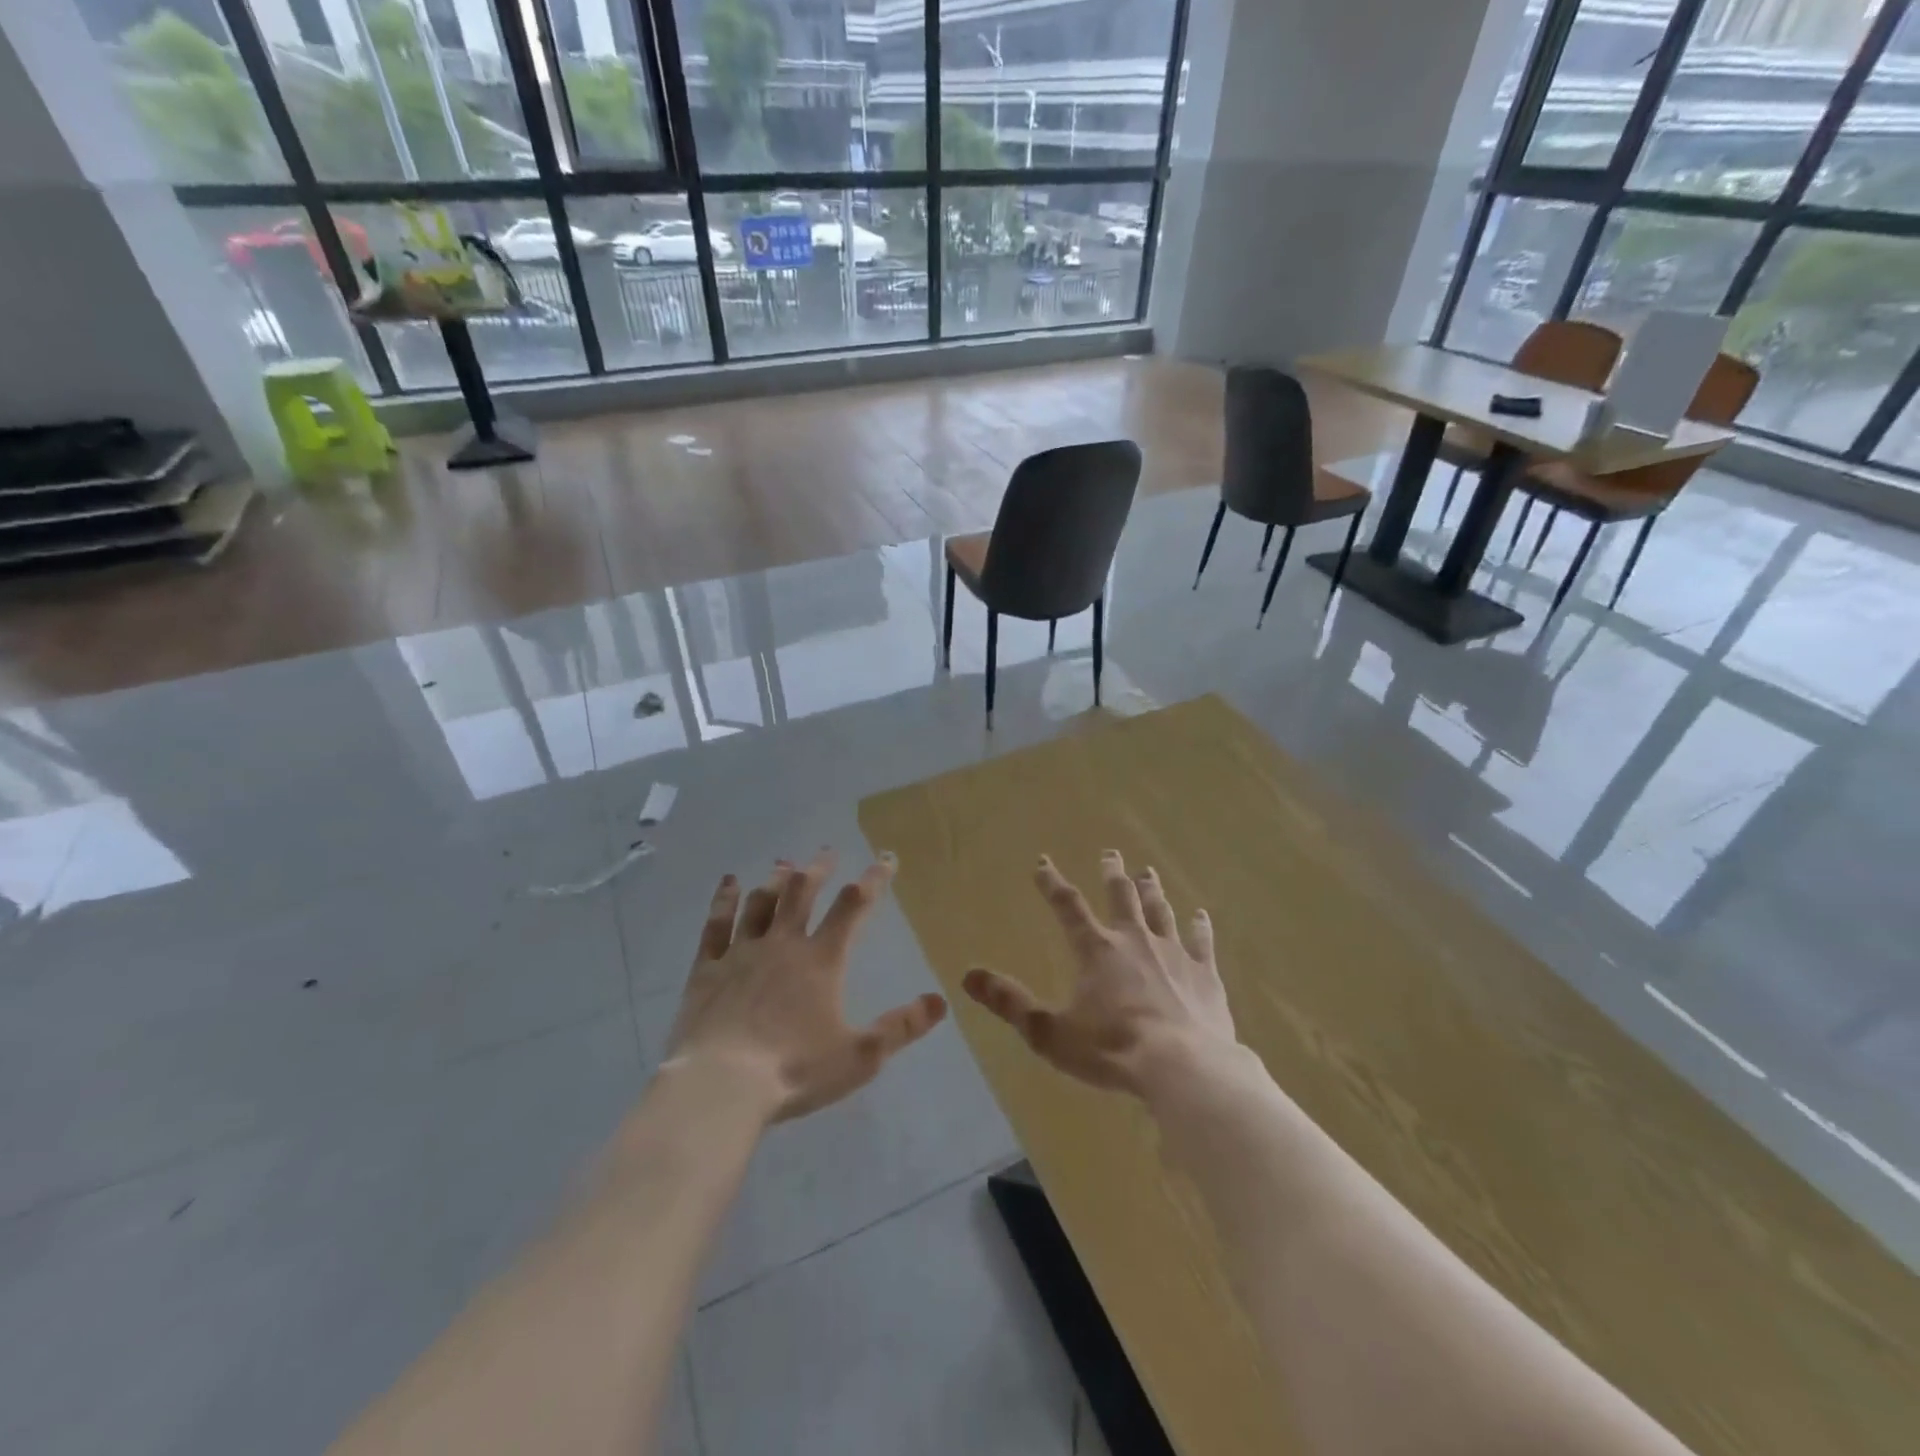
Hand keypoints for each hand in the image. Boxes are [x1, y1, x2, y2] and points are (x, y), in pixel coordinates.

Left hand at [665, 850, 948, 1122]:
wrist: (720, 1085)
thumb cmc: (795, 1070)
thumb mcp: (860, 1056)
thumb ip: (901, 1027)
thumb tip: (940, 1000)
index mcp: (821, 960)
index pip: (853, 907)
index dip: (873, 879)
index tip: (886, 858)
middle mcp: (782, 944)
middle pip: (802, 893)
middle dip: (818, 869)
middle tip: (828, 852)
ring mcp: (742, 952)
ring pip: (761, 902)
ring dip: (776, 879)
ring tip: (785, 863)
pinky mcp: (707, 968)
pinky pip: (717, 924)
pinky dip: (724, 899)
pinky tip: (729, 882)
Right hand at [964, 851, 1235, 1097]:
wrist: (1183, 1067)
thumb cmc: (1112, 1050)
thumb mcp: (1049, 1032)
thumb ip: (1010, 1002)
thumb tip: (968, 975)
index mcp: (1096, 950)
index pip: (1067, 906)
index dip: (1052, 883)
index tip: (1042, 862)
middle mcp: (1134, 940)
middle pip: (1122, 896)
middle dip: (1112, 873)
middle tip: (1110, 853)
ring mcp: (1173, 953)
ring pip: (1160, 910)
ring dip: (1152, 889)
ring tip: (1147, 871)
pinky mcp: (1204, 973)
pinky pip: (1200, 941)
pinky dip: (1199, 925)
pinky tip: (1200, 913)